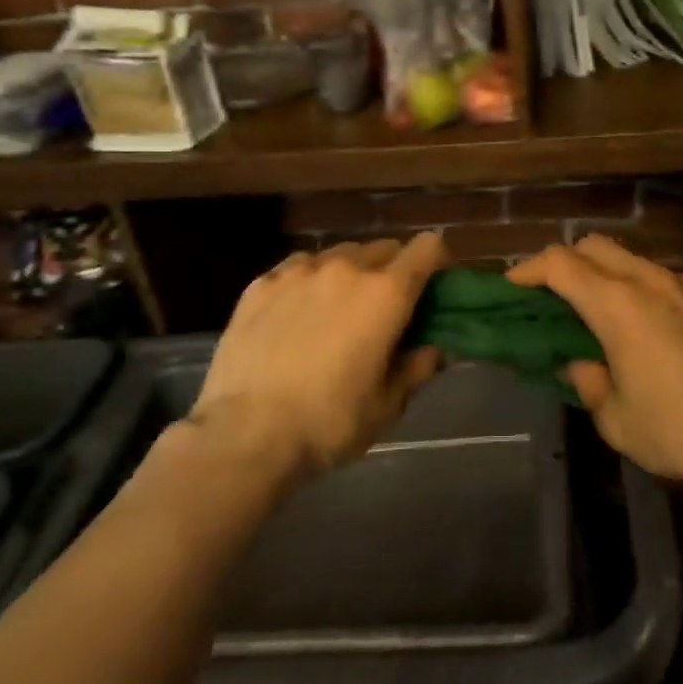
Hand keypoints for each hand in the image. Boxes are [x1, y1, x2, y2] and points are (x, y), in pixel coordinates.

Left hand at [189, 233, 448, 481]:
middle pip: (384, 248)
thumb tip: (433, 349)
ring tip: (337, 309)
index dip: (437, 262)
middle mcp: (346, 268)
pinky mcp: (261, 283)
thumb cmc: (329, 423)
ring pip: (339, 255)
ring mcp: (299, 271)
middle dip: (393, 271)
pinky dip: (309, 281)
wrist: (245, 435)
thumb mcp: (387, 406)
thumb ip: (417, 368)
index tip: (434, 287)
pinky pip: (298, 267)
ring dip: (350, 273)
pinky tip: (297, 313)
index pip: (427, 248)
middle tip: (385, 308)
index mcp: (386, 294)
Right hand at [507, 235, 682, 498]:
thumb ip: (589, 384)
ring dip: (601, 274)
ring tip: (594, 313)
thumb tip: (580, 365)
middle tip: (550, 296)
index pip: (561, 264)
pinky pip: (657, 277)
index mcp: (618, 305)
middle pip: (594, 246)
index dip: (529, 269)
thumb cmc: (679, 429)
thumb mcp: (617, 420)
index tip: (512, 286)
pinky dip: (633, 286)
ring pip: (628, 258)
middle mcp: (648, 282)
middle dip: (564, 262)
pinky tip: (639, 326)